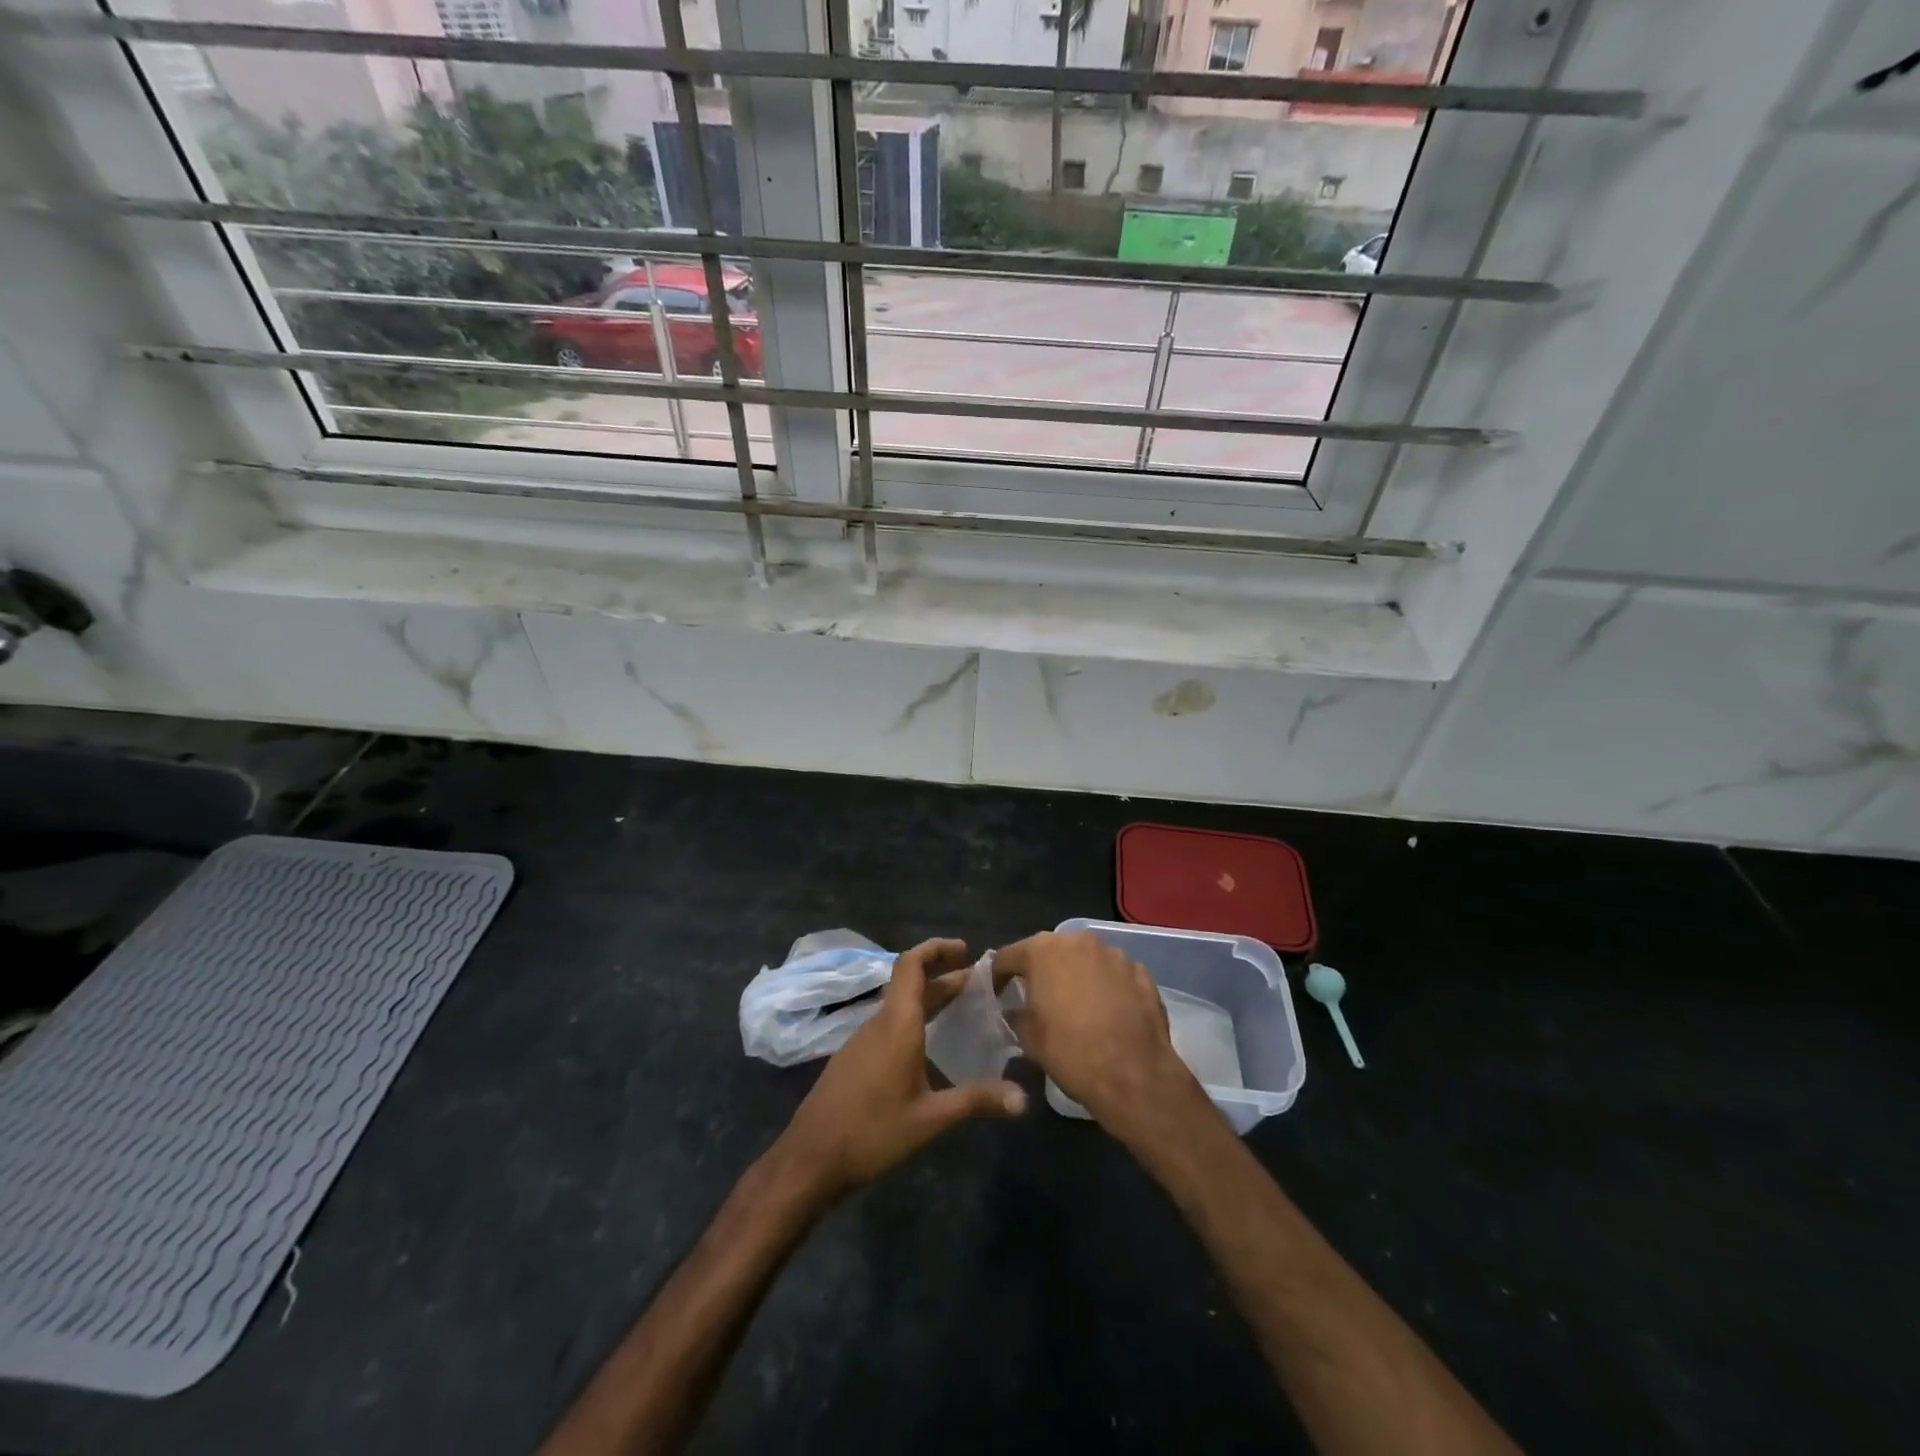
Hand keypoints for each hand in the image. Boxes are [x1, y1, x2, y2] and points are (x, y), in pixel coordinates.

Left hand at [772, 939, 1026, 1202]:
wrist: (810, 1159)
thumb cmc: (872, 1133)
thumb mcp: (930, 1119)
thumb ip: (976, 1101)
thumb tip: (1023, 1099)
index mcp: (897, 1024)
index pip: (912, 964)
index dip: (937, 949)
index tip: (966, 951)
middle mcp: (878, 1023)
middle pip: (910, 984)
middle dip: (944, 977)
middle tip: (979, 983)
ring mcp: (861, 1040)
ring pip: (899, 1005)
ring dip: (929, 999)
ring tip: (961, 1009)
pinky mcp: (853, 1059)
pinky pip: (888, 1025)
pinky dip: (914, 1020)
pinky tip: (929, 1046)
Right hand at [993, 931, 1205, 1140]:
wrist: (1134, 1075)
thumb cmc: (1071, 1053)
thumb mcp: (1029, 1038)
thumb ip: (1015, 1015)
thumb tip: (1013, 1010)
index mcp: (1043, 951)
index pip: (1008, 956)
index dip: (998, 976)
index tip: (996, 995)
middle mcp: (1078, 940)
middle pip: (1049, 951)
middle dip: (1040, 971)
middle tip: (1035, 998)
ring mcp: (1114, 953)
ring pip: (1084, 959)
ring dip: (1075, 975)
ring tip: (1075, 1005)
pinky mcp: (1140, 972)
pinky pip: (1113, 974)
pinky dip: (1105, 986)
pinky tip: (1106, 1012)